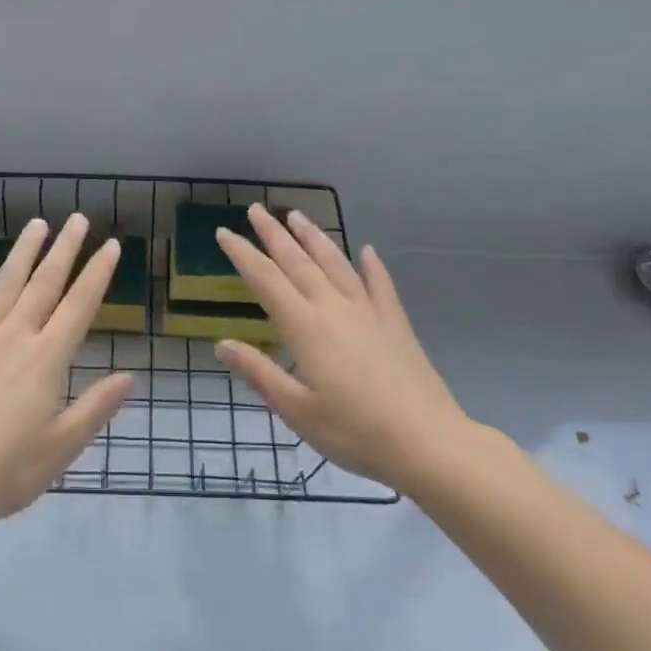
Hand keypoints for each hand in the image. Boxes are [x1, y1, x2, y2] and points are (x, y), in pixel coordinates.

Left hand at [0, 213, 134, 535]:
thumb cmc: (4, 472)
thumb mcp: (61, 448)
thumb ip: (95, 408)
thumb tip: (130, 377)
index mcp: (46, 360)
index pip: (79, 306)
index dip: (97, 274)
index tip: (110, 246)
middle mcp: (14, 337)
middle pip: (44, 284)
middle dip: (64, 249)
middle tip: (77, 220)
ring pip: (4, 285)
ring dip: (22, 252)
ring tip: (36, 224)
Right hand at [213, 203, 472, 490]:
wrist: (428, 442)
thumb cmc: (354, 431)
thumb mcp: (296, 410)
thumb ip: (259, 373)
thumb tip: (222, 344)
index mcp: (305, 326)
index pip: (265, 279)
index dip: (242, 254)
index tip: (223, 232)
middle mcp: (333, 308)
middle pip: (297, 261)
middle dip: (273, 234)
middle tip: (256, 209)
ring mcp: (368, 311)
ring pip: (335, 263)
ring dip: (313, 237)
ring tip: (297, 215)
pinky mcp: (395, 322)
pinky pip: (380, 284)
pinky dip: (372, 265)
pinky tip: (367, 251)